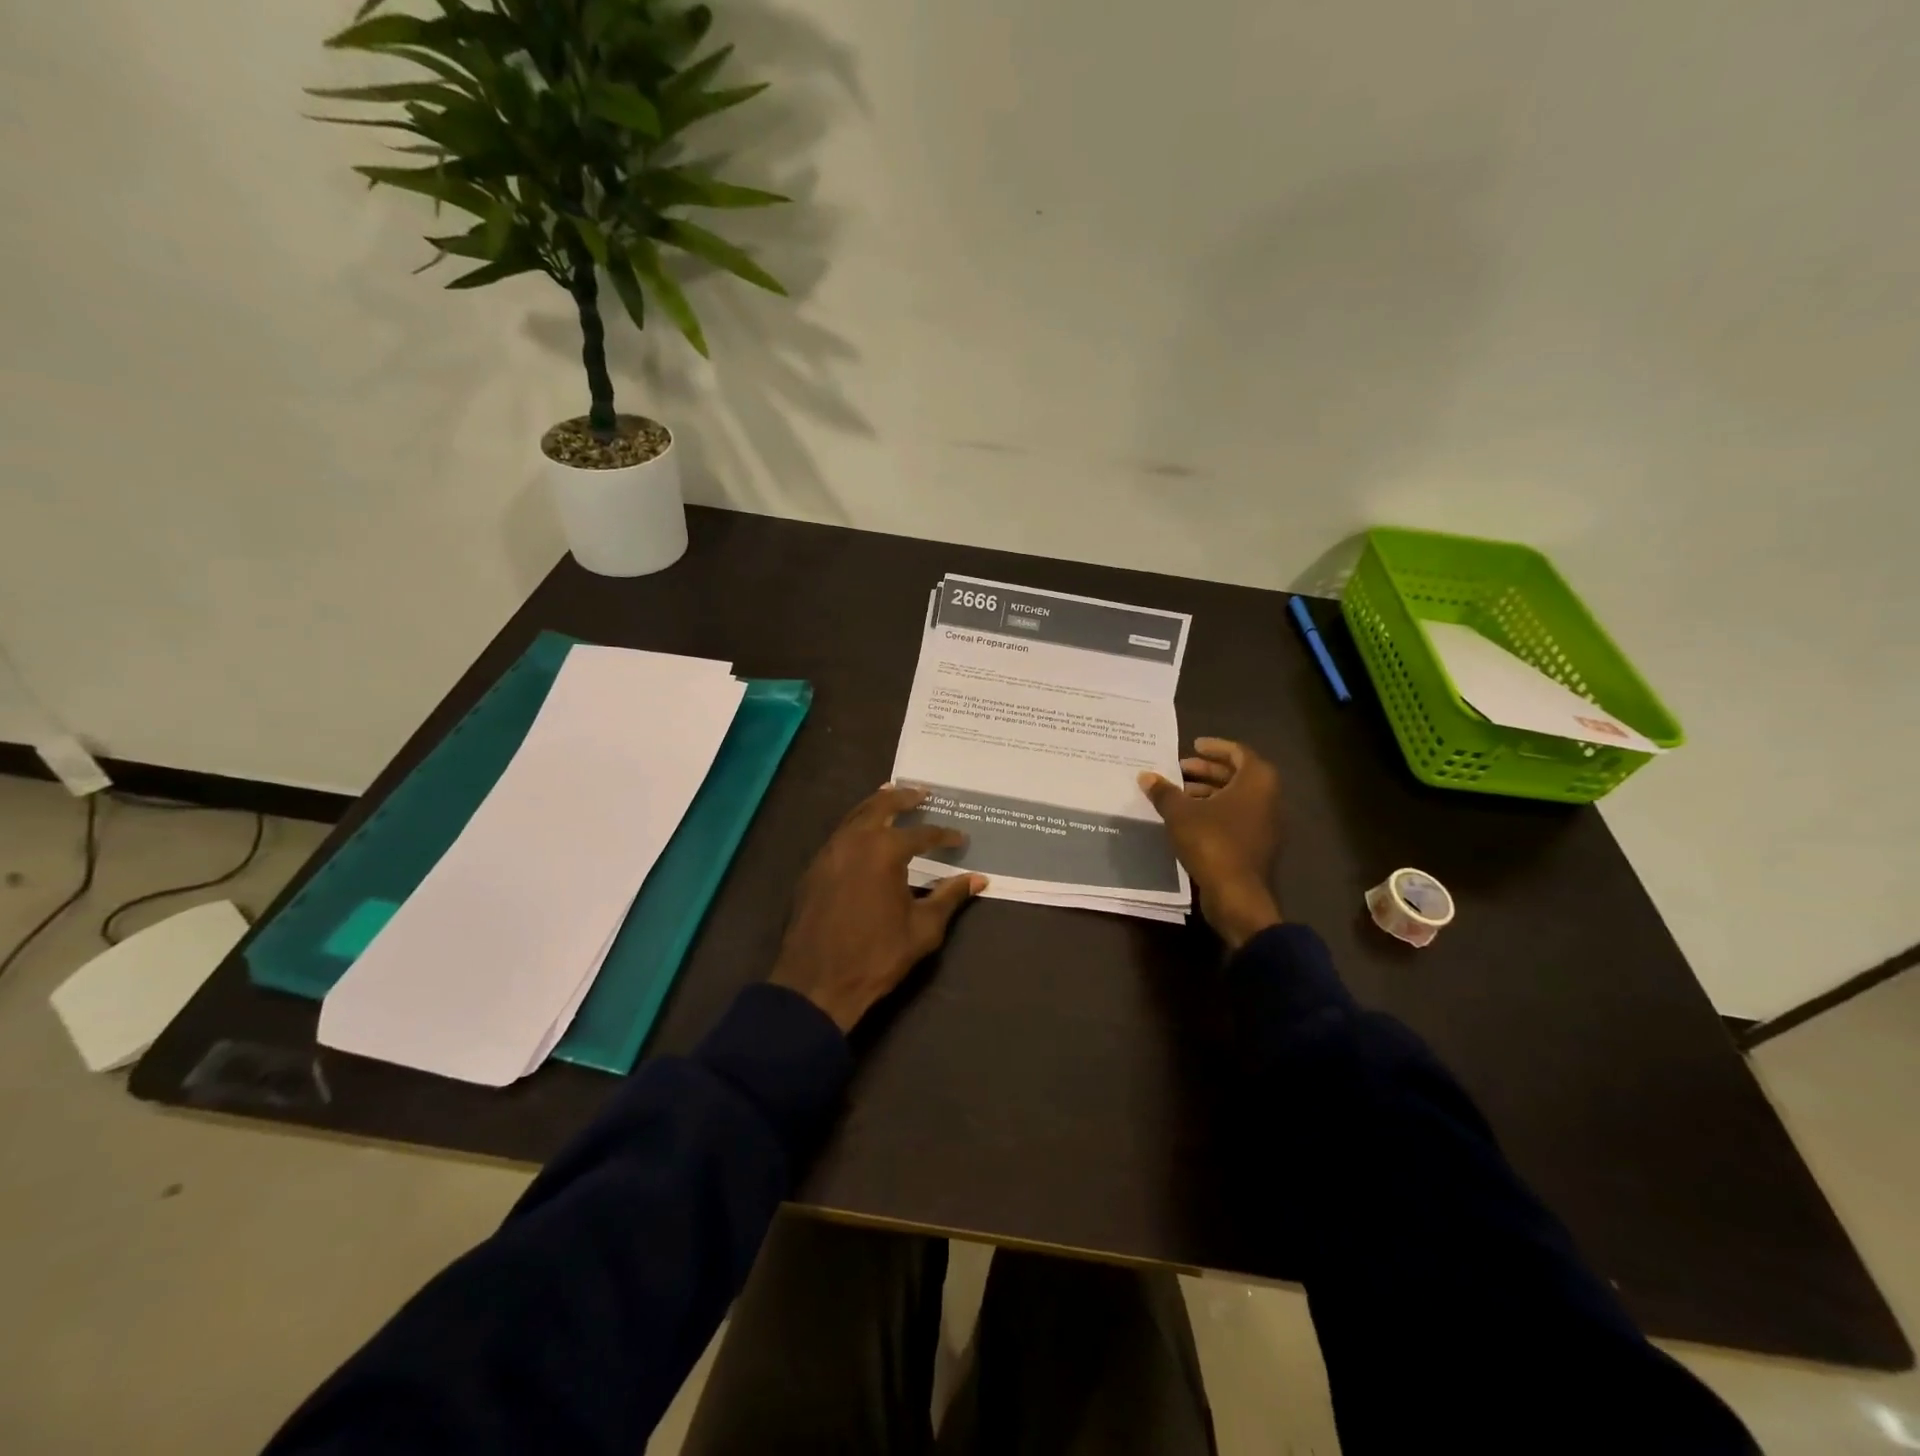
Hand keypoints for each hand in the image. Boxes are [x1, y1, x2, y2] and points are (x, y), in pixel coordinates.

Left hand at [770, 785, 987, 1031]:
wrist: (817, 983)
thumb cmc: (877, 955)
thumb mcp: (923, 928)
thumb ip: (949, 896)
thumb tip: (978, 879)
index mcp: (884, 851)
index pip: (922, 834)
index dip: (944, 835)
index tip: (961, 839)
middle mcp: (855, 840)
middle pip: (881, 805)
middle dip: (904, 797)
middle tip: (923, 792)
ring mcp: (829, 852)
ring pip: (855, 815)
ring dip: (877, 804)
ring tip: (893, 798)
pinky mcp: (814, 868)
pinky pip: (840, 834)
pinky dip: (857, 824)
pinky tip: (866, 833)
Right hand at [1138, 738, 1282, 949]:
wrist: (1237, 895)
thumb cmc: (1212, 842)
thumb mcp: (1181, 814)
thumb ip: (1164, 792)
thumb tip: (1146, 776)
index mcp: (1257, 781)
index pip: (1238, 752)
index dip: (1215, 747)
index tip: (1193, 746)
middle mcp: (1268, 798)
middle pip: (1237, 775)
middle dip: (1207, 770)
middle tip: (1180, 769)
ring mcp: (1265, 824)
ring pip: (1236, 798)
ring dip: (1209, 792)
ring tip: (1179, 794)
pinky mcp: (1257, 845)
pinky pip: (1236, 817)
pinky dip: (1215, 811)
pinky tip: (1189, 819)